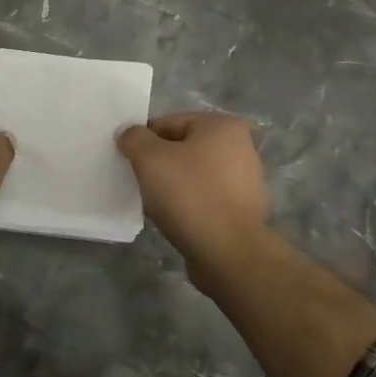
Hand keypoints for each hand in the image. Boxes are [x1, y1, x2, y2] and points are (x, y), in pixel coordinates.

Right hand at [116, 112, 268, 275]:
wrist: (228, 253)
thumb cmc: (189, 195)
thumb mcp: (149, 158)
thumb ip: (134, 138)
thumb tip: (128, 134)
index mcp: (223, 126)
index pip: (170, 123)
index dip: (144, 140)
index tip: (130, 161)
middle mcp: (241, 148)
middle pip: (183, 149)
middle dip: (160, 164)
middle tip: (141, 182)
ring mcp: (246, 181)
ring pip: (194, 176)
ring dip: (173, 186)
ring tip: (155, 205)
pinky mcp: (244, 211)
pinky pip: (206, 200)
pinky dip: (189, 206)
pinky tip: (174, 220)